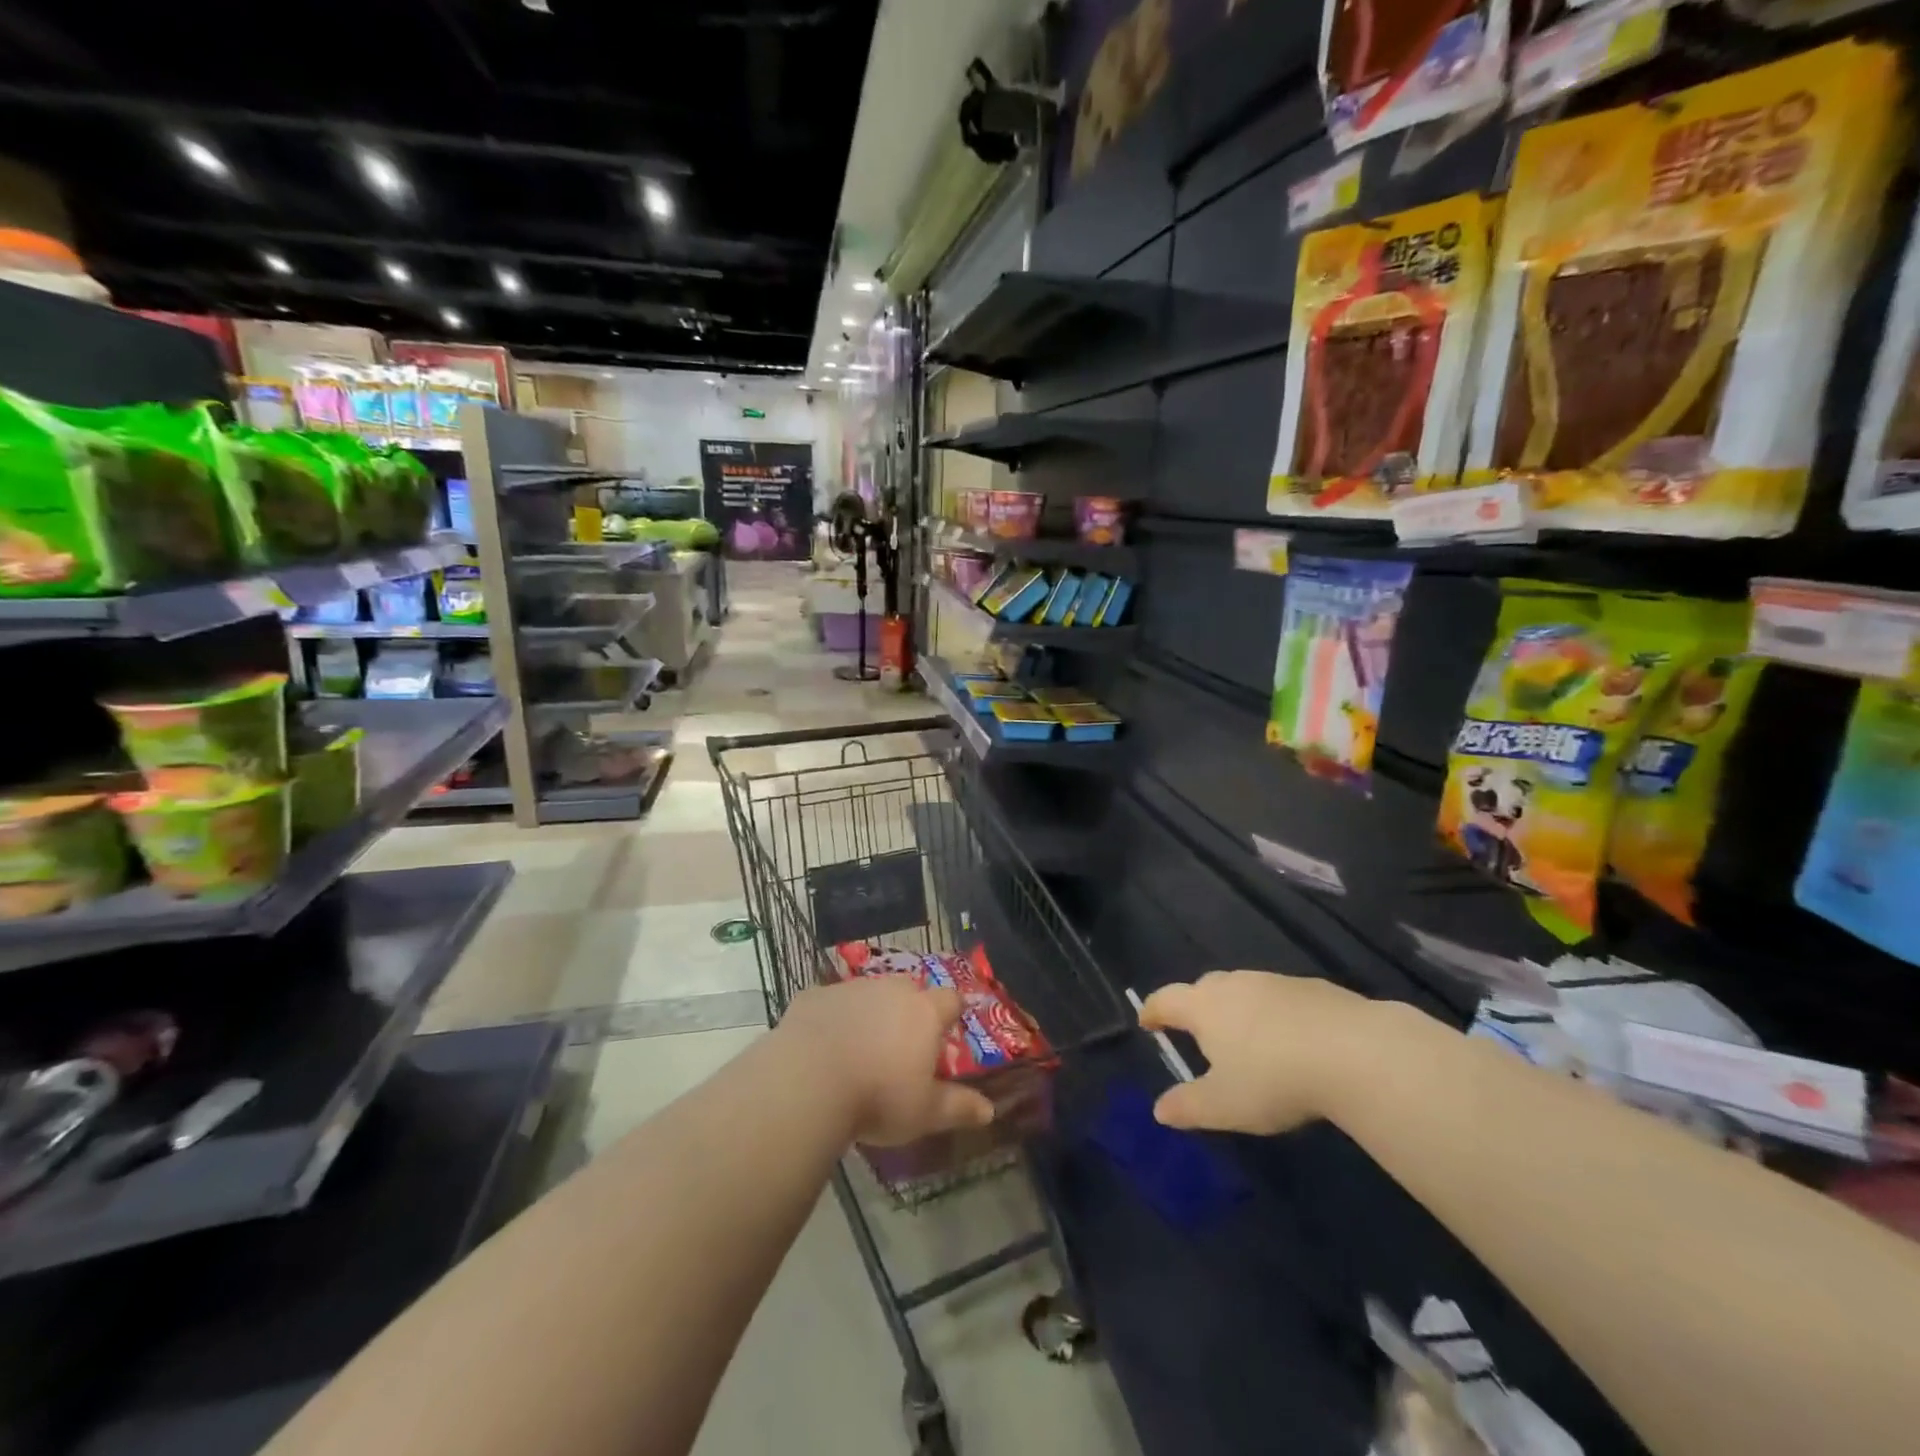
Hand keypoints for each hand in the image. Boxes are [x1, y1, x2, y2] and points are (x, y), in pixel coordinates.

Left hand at [780, 977, 996, 1145]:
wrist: (807, 1082)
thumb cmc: (878, 1098)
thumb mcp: (924, 1113)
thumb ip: (958, 1107)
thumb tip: (990, 1111)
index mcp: (924, 1013)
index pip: (950, 999)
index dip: (951, 1012)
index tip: (948, 1029)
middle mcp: (891, 990)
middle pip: (909, 990)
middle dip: (909, 1010)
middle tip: (902, 1044)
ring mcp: (851, 989)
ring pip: (869, 994)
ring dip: (870, 1013)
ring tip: (860, 1048)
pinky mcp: (814, 996)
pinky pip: (830, 1004)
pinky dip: (831, 1019)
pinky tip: (821, 1048)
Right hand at [1138, 971, 1377, 1134]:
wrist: (1354, 1052)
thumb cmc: (1274, 1078)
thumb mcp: (1225, 1105)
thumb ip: (1188, 1106)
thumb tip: (1158, 1110)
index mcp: (1204, 1007)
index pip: (1166, 1000)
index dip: (1152, 1010)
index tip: (1146, 1022)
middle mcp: (1233, 984)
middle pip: (1203, 987)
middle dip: (1194, 1006)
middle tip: (1196, 1031)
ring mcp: (1274, 982)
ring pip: (1243, 989)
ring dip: (1236, 1008)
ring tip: (1244, 1037)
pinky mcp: (1312, 988)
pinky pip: (1279, 997)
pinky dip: (1273, 1013)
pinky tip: (1290, 1038)